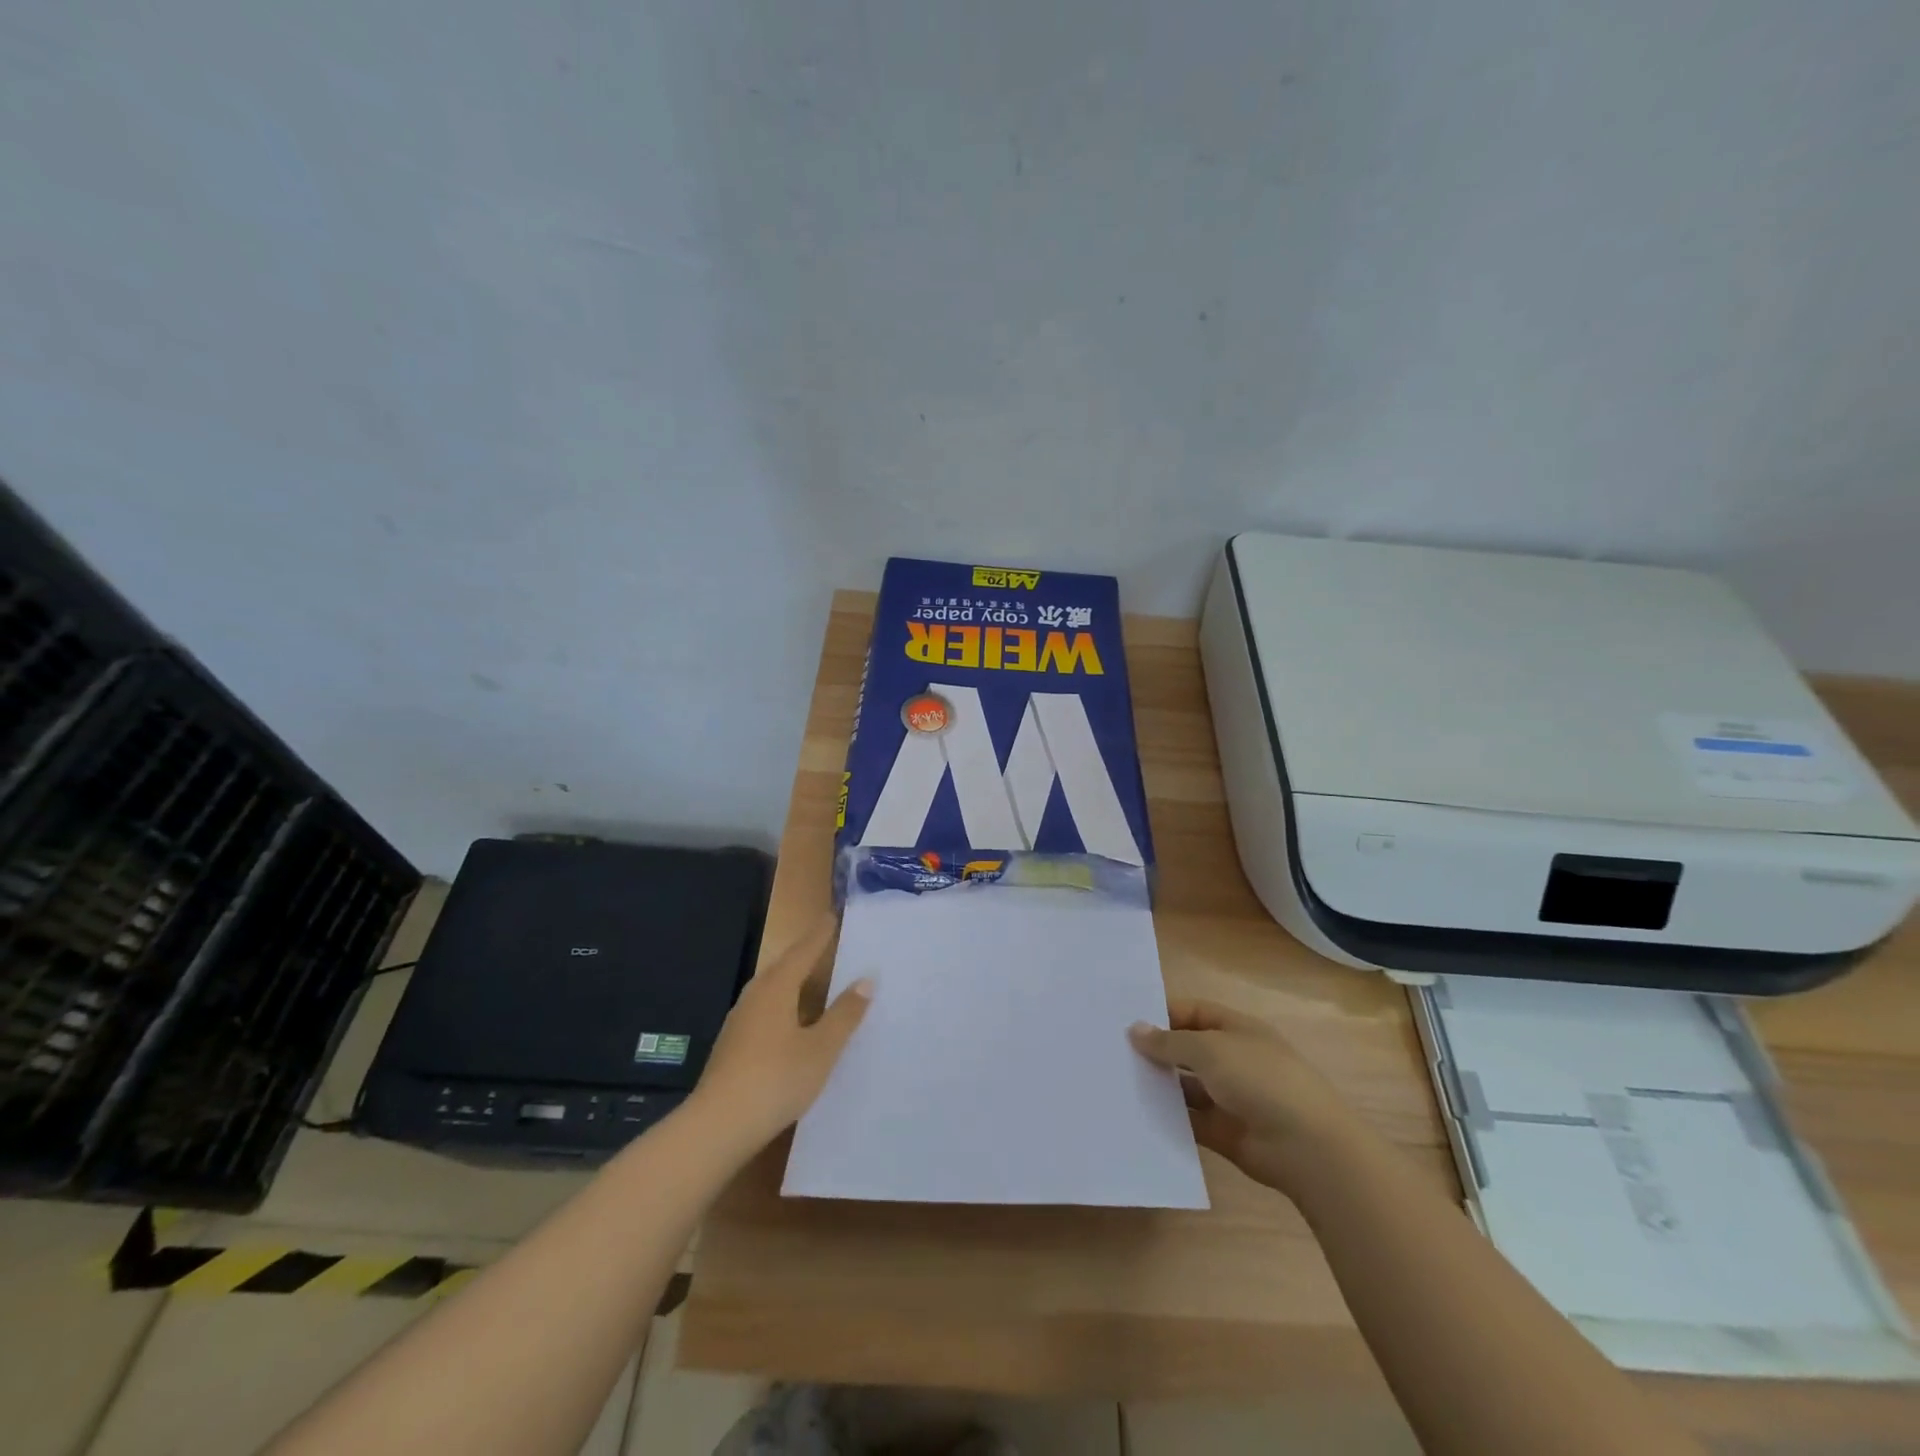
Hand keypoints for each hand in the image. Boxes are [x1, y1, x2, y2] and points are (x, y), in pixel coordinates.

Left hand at [690, 913, 872, 1148]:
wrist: (716, 1127)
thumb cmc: (776, 1079)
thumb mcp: (821, 1048)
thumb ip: (844, 1014)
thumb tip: (866, 978)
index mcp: (776, 988)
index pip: (803, 951)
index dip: (820, 935)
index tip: (833, 916)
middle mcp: (754, 997)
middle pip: (784, 967)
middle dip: (806, 955)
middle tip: (828, 944)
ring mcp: (739, 1022)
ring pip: (772, 990)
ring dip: (794, 982)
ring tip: (815, 981)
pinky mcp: (732, 1046)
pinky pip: (765, 1011)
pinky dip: (784, 1006)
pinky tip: (793, 1023)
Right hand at [1129, 999, 1367, 1195]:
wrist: (1307, 1148)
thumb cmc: (1260, 1080)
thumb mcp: (1210, 1049)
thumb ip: (1169, 1041)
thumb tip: (1135, 1029)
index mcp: (1236, 1029)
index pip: (1194, 1012)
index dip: (1163, 1014)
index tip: (1125, 1020)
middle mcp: (1233, 1059)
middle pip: (1187, 1049)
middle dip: (1156, 1050)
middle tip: (1112, 1051)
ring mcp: (1230, 1097)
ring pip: (1186, 1086)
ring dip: (1159, 1085)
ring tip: (1117, 1083)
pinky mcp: (1224, 1132)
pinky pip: (1190, 1120)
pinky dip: (1169, 1118)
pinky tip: (1137, 1114)